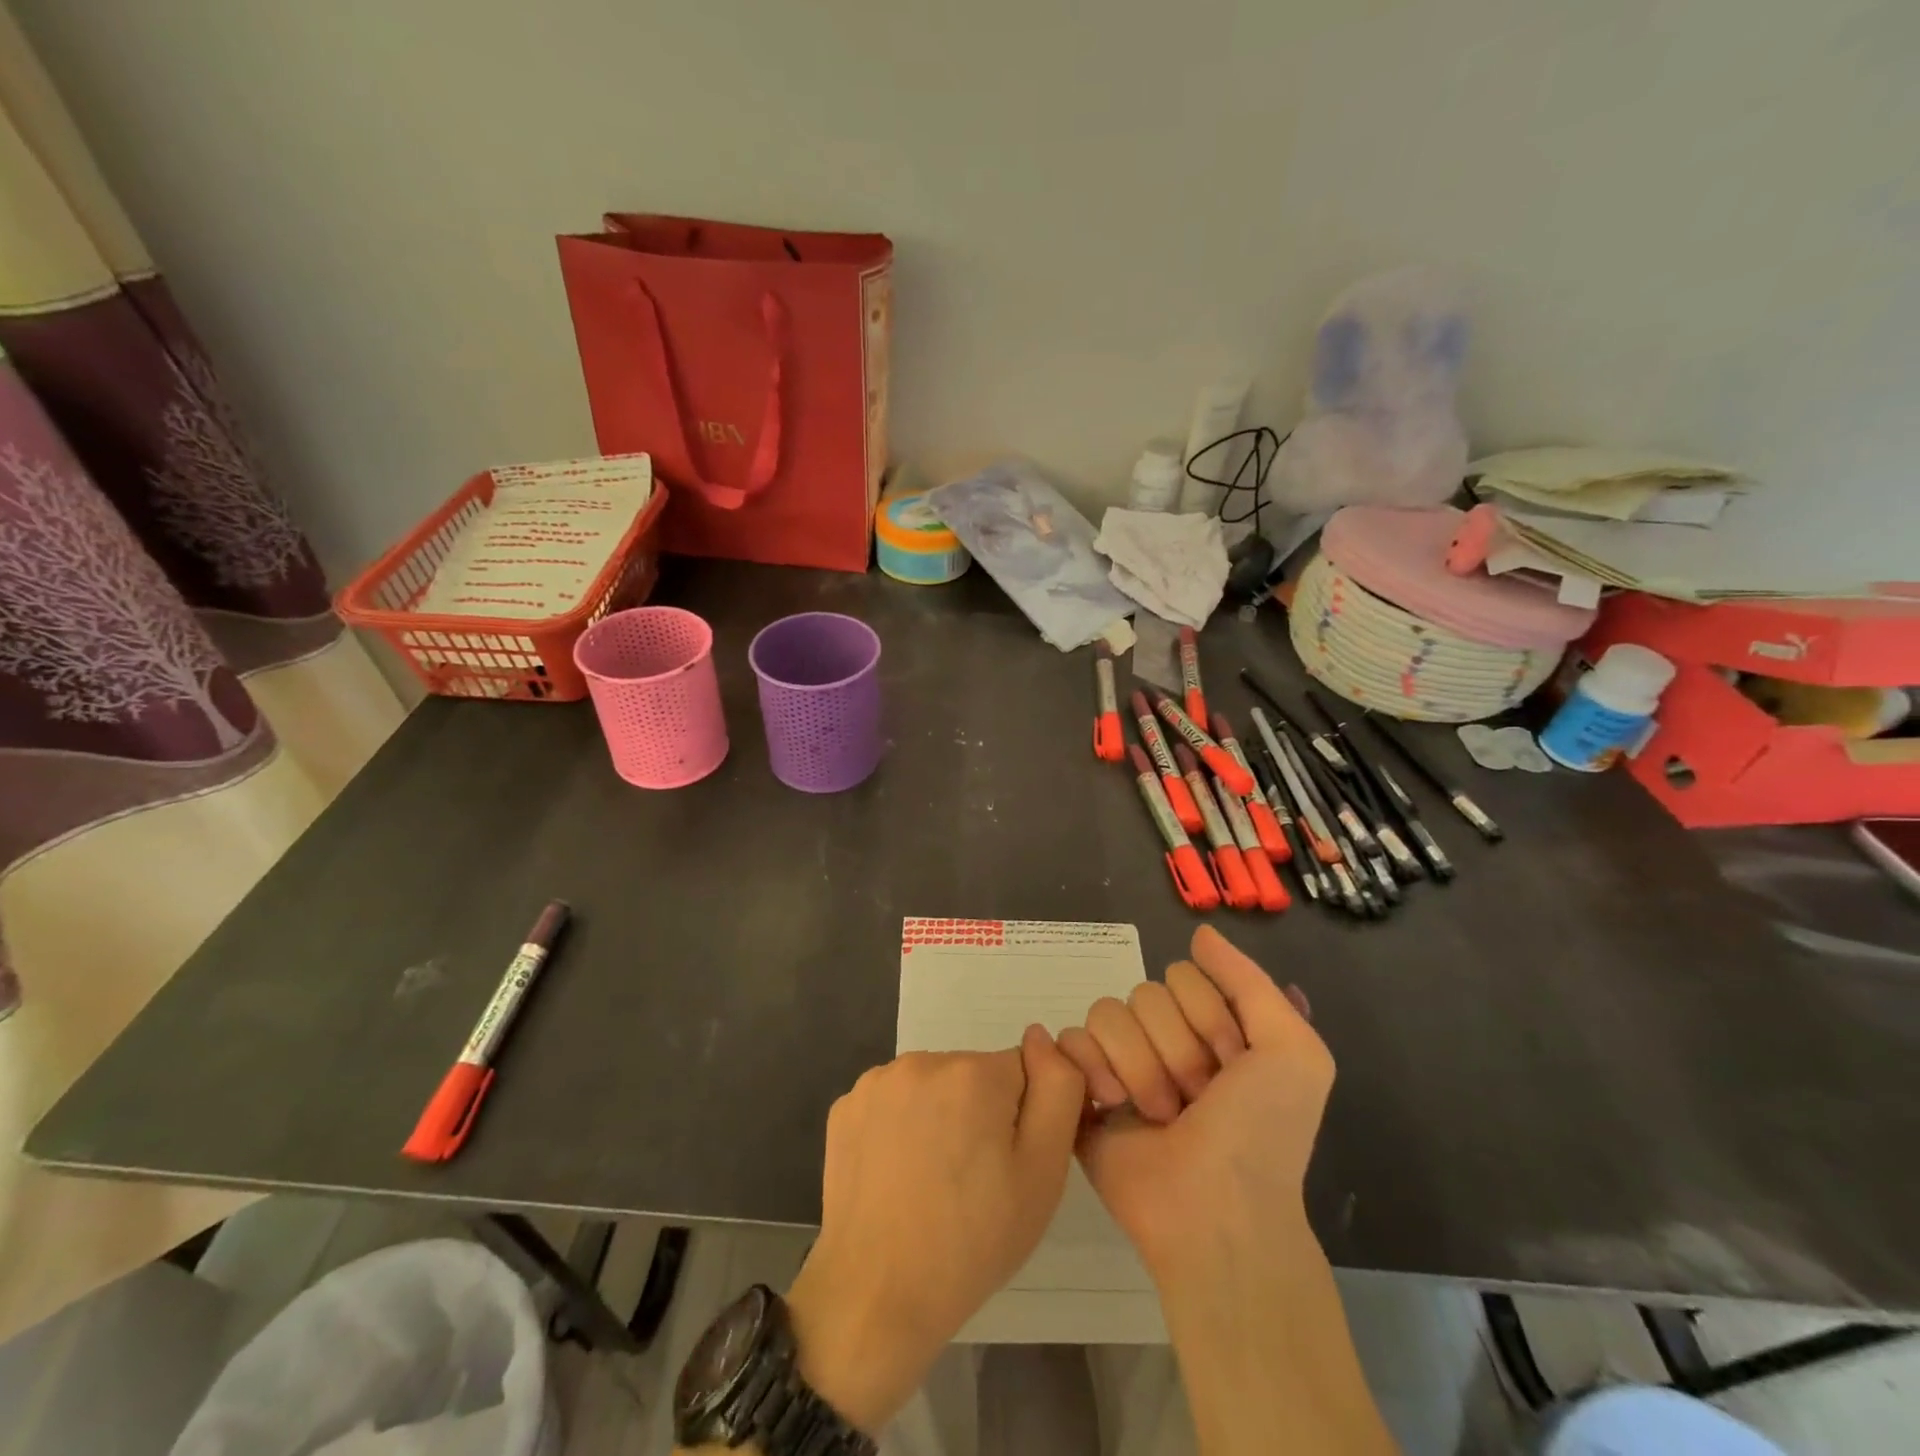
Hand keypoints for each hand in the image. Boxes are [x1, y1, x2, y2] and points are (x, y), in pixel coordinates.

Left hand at [785, 1027, 1084, 1432]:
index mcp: (973, 1073)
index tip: (1006, 1164)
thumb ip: (1057, 1091)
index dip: (1021, 1119)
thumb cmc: (972, 1242)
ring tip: (933, 1182)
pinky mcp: (845, 1107)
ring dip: (940, 1118)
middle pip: (973, 1075)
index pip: (1020, 1072)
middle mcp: (922, 1061)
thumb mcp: (1042, 1174)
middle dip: (980, 1114)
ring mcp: (877, 1082)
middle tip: (973, 1182)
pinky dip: (900, 1128)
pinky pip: (893, 1103)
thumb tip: (1040, 1036)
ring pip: (932, 1087)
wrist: (876, 1297)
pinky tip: (897, 1175)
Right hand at [1056, 924, 1331, 1277]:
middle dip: (1174, 1049)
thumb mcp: (1293, 1051)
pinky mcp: (1082, 1089)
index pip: (1183, 975)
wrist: (1216, 1213)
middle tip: (1195, 1100)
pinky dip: (1089, 1069)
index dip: (1208, 1019)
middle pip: (1143, 993)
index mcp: (1208, 1027)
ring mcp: (1119, 1062)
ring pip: (1106, 1013)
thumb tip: (1200, 932)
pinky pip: (1068, 1042)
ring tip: (1158, 1115)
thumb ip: (1251, 982)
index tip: (1233, 1066)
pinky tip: (1110, 1103)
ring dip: (1138, 1067)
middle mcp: (1162, 1039)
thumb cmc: (1262, 1133)